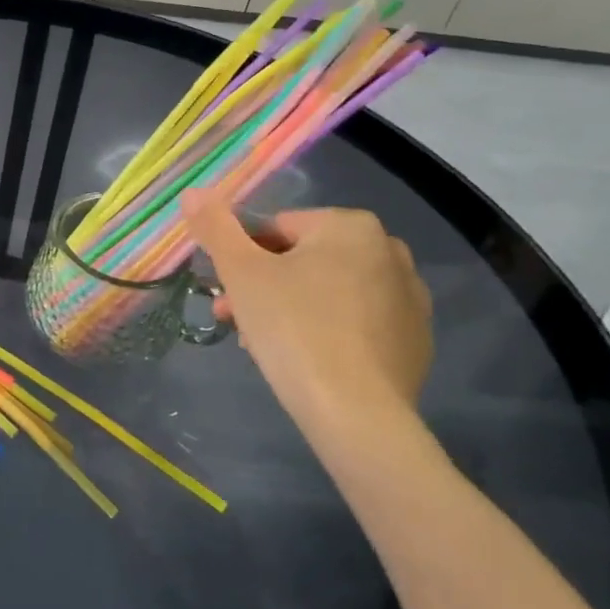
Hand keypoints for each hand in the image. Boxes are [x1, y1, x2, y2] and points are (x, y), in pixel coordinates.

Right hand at [181, 190, 432, 422]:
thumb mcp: (241, 273)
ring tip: (262, 345)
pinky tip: (305, 362)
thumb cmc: (293, 330)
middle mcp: (389, 252)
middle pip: (303, 260)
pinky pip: (356, 324)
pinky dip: (327, 332)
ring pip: (328, 292)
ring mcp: (410, 300)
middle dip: (264, 285)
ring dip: (290, 308)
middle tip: (236, 320)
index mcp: (351, 227)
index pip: (276, 228)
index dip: (243, 258)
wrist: (357, 416)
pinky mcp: (415, 343)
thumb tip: (194, 192)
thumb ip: (215, 227)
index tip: (227, 292)